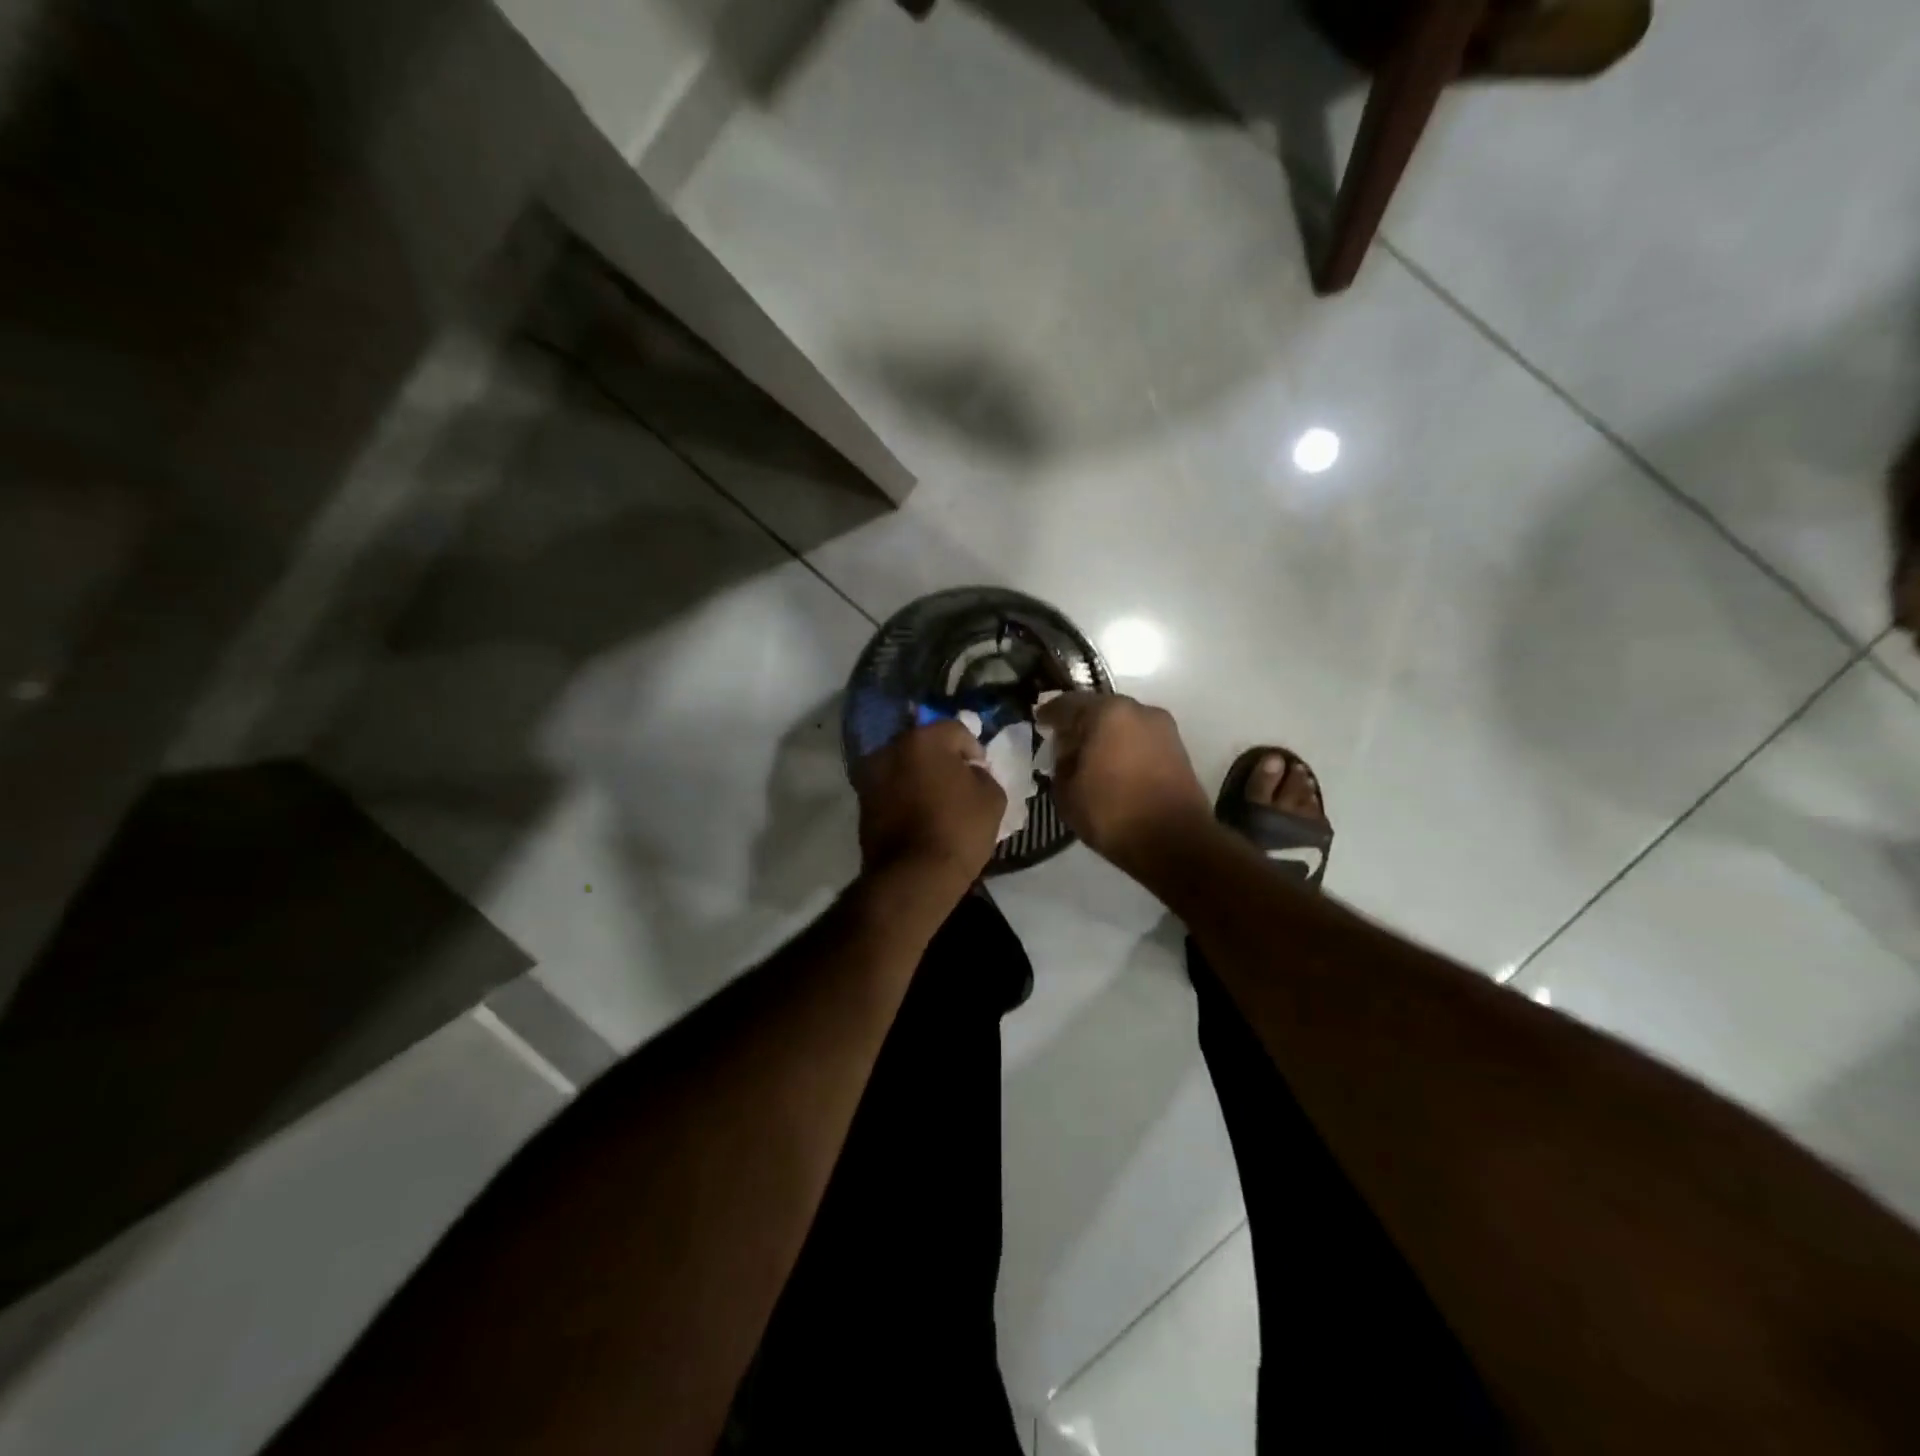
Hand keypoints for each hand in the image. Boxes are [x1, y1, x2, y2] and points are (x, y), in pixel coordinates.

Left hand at [854, 719, 1005, 889]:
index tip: (982, 773)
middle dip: (943, 760)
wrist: (913, 876)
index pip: (956, 731)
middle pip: (924, 745)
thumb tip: (971, 773)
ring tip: (938, 802)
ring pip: (904, 766)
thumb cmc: (958, 830)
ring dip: (920, 777)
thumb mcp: (992, 798)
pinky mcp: (862, 802)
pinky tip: (920, 816)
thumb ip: (983, 775)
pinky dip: (904, 795)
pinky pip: (891, 789)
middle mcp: (891, 748)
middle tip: (959, 784)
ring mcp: (871, 775)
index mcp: (923, 739)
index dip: (974, 751)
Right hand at [1037, 692, 1211, 875]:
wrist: (1176, 843)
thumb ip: (1060, 764)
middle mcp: (1138, 710)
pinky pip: (1139, 738)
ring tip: (1088, 757)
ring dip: (1103, 735)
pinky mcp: (1178, 748)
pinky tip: (1112, 766)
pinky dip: (1123, 746)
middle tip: (1062, 742)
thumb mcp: (1067, 793)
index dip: (1049, 713)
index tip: (1038, 722)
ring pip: (1122, 723)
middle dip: (1079, 723)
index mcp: (1107, 713)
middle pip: (1098, 709)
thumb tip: (1068, 754)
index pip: (1068, 704)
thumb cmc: (1113, 814)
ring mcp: (1163, 728)